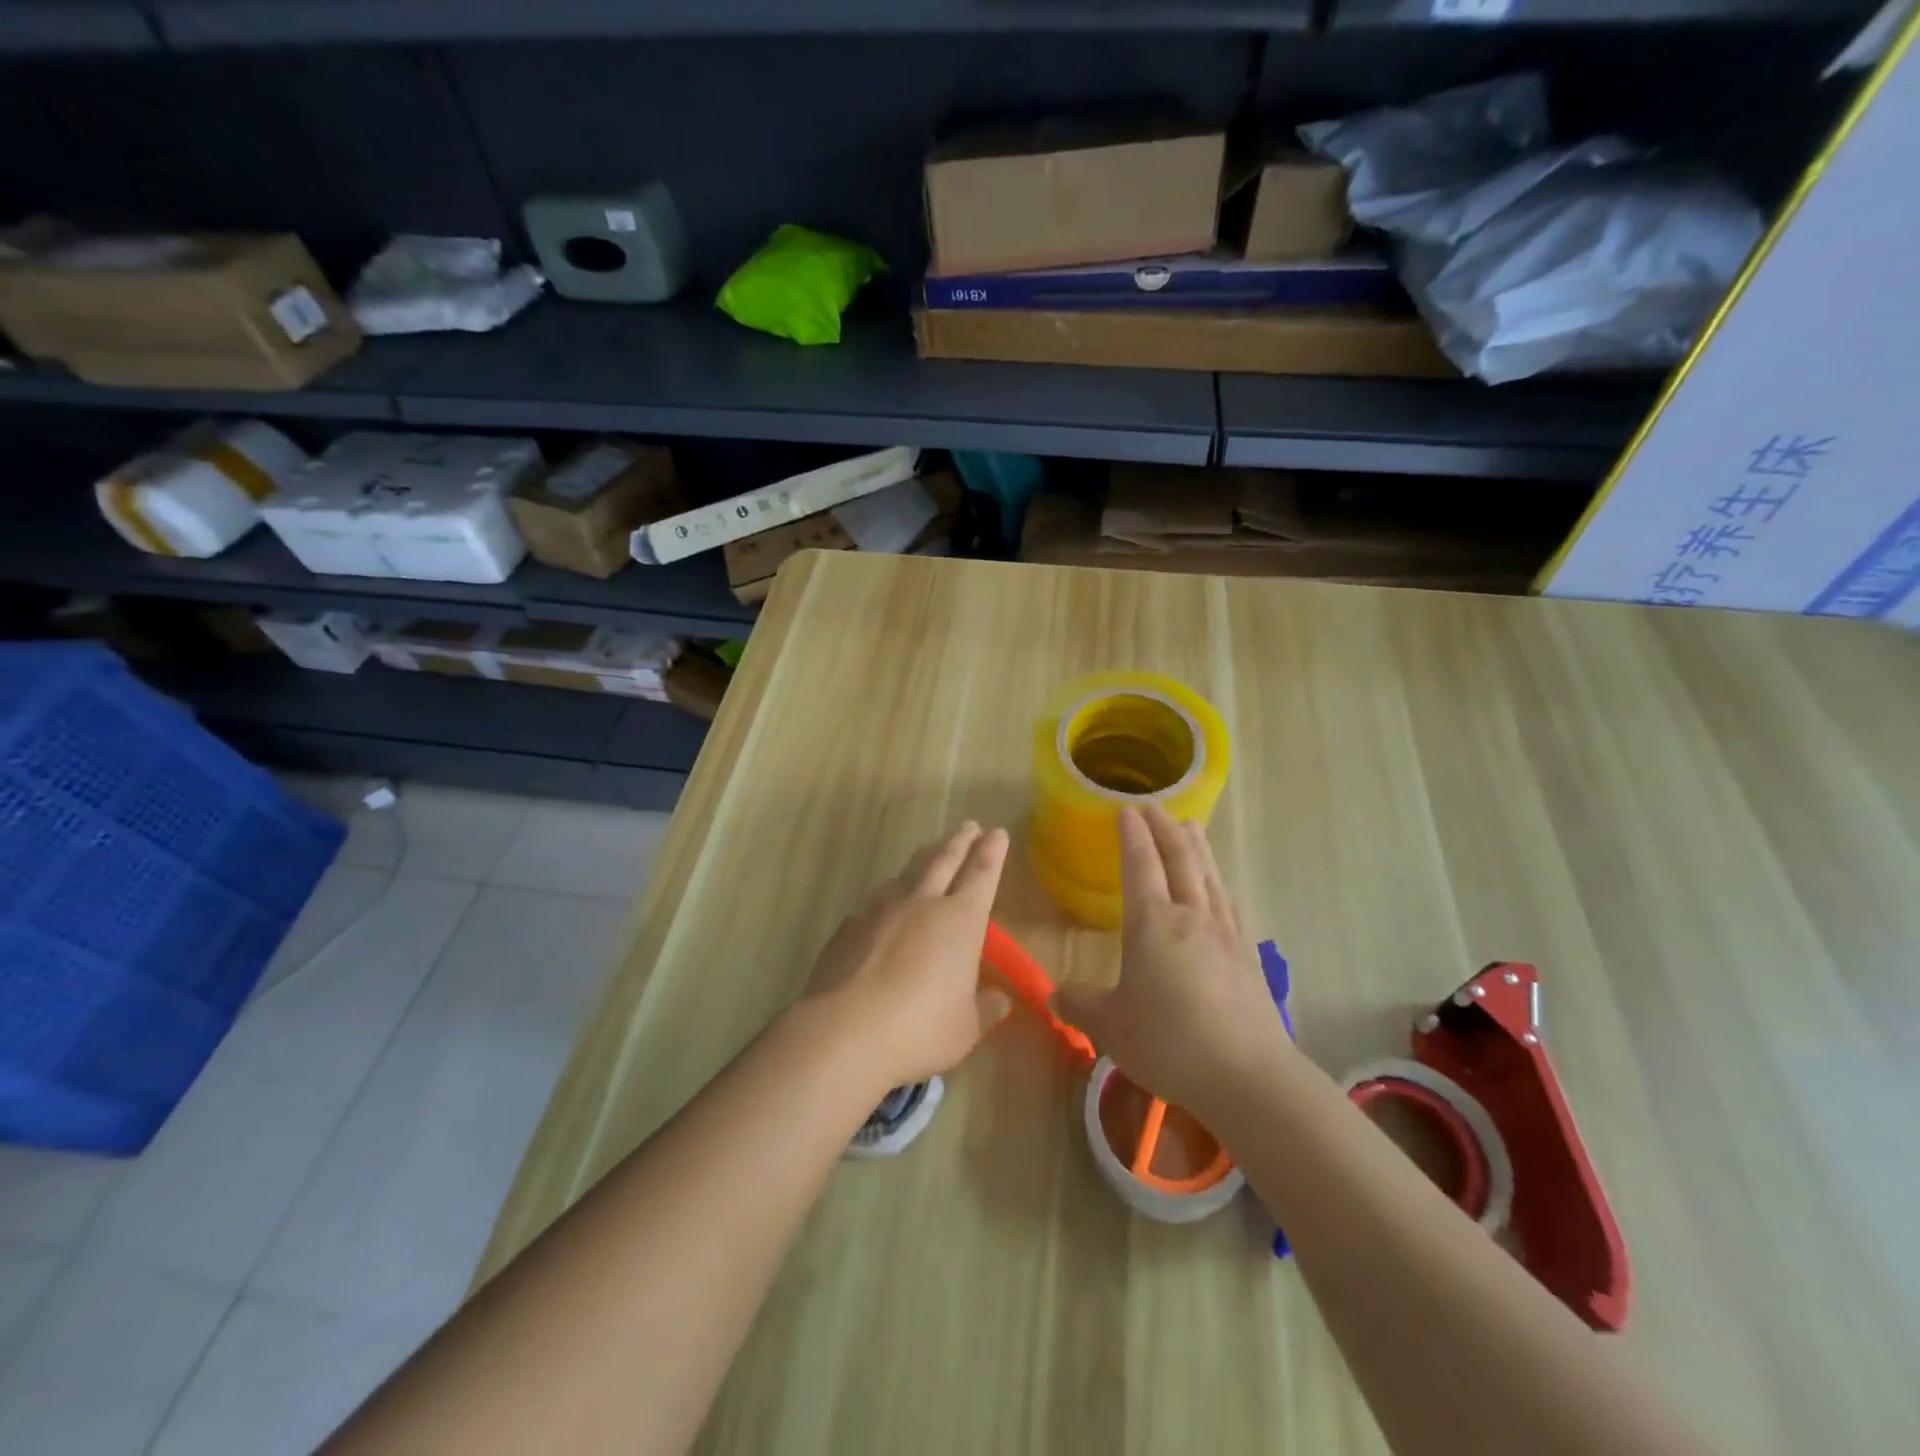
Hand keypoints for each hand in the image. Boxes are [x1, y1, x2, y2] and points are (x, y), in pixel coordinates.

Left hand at [801, 822, 1013, 1091]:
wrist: (843, 1031)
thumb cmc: (920, 1030)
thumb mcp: (966, 1028)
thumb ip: (985, 1009)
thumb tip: (999, 999)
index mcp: (960, 921)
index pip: (982, 874)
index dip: (992, 852)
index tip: (997, 832)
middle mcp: (922, 903)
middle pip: (944, 860)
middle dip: (960, 841)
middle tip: (969, 825)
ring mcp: (881, 909)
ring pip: (908, 873)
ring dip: (923, 859)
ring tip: (930, 851)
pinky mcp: (849, 925)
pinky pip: (876, 900)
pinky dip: (889, 894)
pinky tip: (885, 903)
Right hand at [1051, 805, 1286, 1120]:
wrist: (1248, 1076)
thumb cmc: (1170, 1043)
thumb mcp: (1111, 1027)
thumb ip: (1080, 1005)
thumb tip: (1055, 995)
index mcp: (1152, 924)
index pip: (1140, 866)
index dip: (1132, 835)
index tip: (1125, 809)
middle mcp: (1190, 917)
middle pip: (1179, 859)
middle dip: (1164, 828)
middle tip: (1154, 805)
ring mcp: (1224, 933)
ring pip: (1208, 875)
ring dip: (1196, 846)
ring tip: (1190, 825)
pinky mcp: (1247, 955)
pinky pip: (1229, 903)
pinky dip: (1220, 882)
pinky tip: (1221, 885)